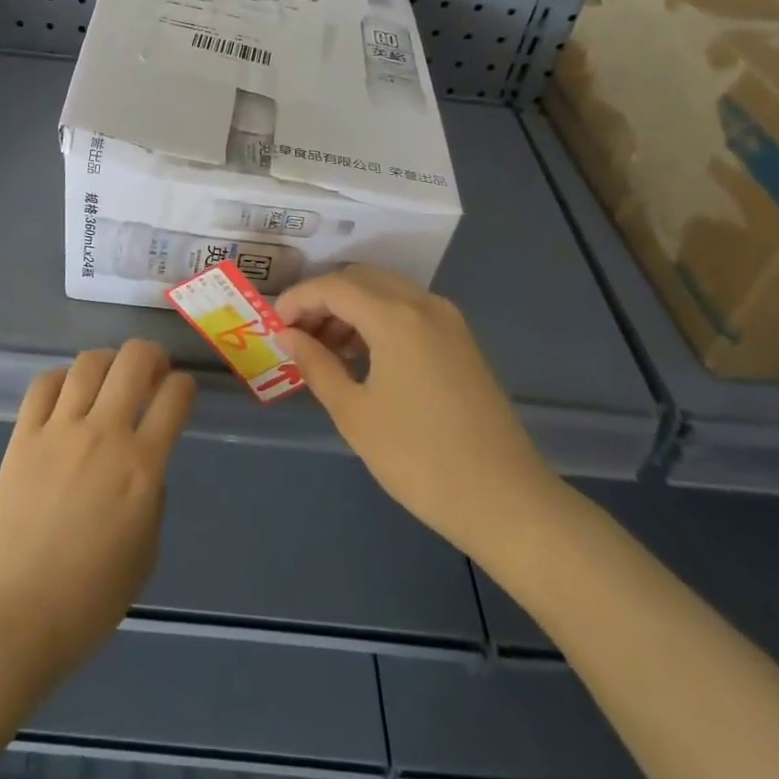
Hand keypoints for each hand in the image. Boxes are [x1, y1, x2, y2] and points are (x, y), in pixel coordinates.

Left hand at [0, 341, 195, 694]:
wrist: (12, 616)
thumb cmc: (88, 601)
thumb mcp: (146, 554)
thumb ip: (153, 498)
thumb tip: (143, 465)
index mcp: (142, 467)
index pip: (175, 397)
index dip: (185, 387)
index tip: (182, 393)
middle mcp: (104, 434)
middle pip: (133, 360)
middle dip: (151, 355)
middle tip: (152, 370)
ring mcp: (59, 430)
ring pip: (89, 363)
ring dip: (108, 361)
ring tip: (110, 376)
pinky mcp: (22, 435)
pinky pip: (44, 384)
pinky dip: (62, 378)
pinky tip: (68, 394)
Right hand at [275, 266, 564, 567]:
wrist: (505, 500)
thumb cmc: (419, 458)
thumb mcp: (355, 413)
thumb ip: (316, 365)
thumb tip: (289, 336)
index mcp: (396, 316)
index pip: (333, 286)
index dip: (298, 299)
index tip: (273, 325)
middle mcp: (424, 304)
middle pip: (361, 279)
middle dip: (323, 299)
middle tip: (297, 336)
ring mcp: (449, 321)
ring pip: (387, 292)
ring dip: (351, 309)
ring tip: (325, 350)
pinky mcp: (461, 341)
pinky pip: (409, 311)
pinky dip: (378, 320)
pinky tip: (363, 357)